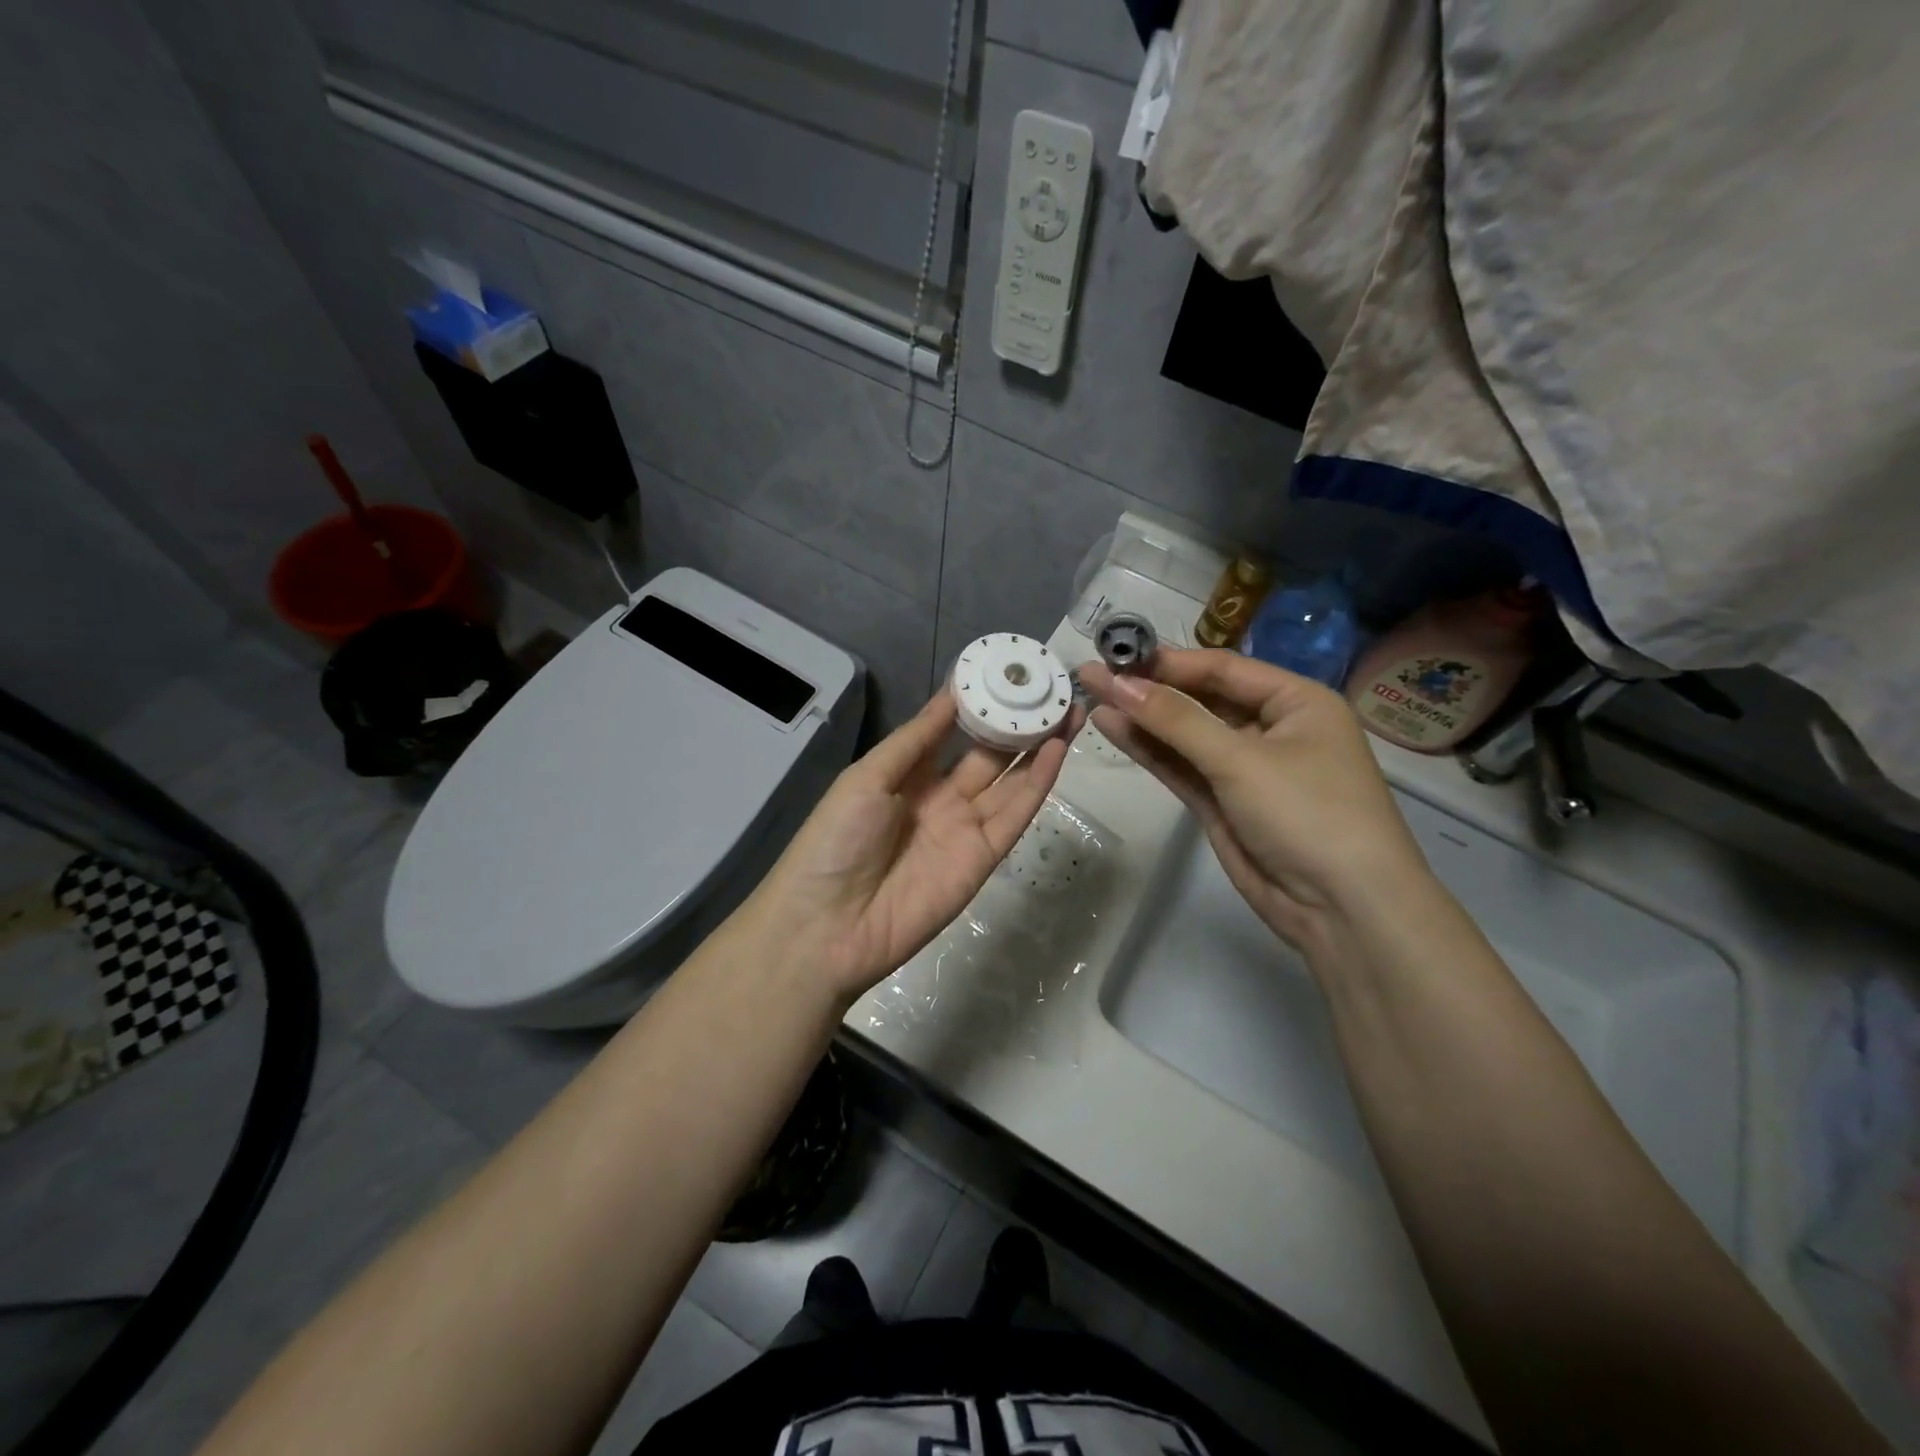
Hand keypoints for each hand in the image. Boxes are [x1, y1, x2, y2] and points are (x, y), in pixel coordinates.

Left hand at [748, 689, 1077, 1004]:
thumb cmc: (836, 840)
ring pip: (1010, 780)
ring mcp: (965, 828)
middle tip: (1050, 689)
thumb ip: (915, 739)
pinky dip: (1037, 783)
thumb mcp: (867, 777)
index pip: (951, 731)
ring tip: (1067, 710)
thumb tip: (951, 694)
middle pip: (989, 754)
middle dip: (1019, 722)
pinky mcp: (984, 858)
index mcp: (907, 775)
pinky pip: (1015, 815)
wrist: (829, 925)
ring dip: (1039, 747)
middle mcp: (941, 797)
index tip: (1007, 671)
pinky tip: (1056, 751)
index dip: (979, 704)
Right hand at [1079, 650, 1428, 950]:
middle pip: (1200, 700)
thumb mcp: (1242, 760)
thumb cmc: (1308, 814)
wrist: (1342, 909)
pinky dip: (1149, 750)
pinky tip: (1112, 728)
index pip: (1222, 670)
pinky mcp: (1222, 803)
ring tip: (1090, 695)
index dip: (1168, 662)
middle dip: (1148, 689)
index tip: (1116, 653)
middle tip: (1093, 673)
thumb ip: (1177, 721)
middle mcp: (1271, 728)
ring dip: (1141, 718)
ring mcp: (1243, 769)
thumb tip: (1119, 684)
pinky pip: (1181, 767)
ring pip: (1184, 735)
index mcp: (1297, 702)